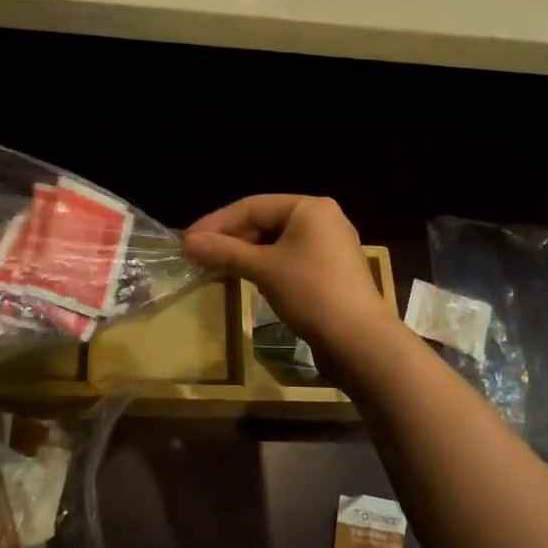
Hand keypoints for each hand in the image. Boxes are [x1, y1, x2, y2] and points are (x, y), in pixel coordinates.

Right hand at [184, 195, 392, 352]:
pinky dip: (266, 265)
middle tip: (198, 256)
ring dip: (246, 253)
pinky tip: (246, 278)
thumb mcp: (264, 269)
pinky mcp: (331, 271)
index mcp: (309, 207)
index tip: (187, 241)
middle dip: (231, 238)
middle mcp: (322, 218)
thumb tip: (187, 242)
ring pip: (277, 241)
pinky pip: (290, 258)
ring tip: (216, 267)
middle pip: (266, 221)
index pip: (252, 206)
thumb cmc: (311, 293)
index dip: (216, 223)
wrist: (360, 341)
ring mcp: (330, 245)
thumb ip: (225, 252)